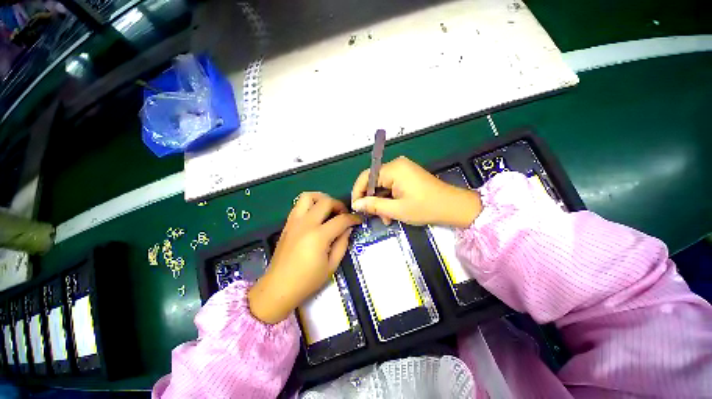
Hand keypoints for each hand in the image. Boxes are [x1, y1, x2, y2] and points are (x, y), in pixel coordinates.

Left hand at [248, 192, 360, 323]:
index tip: (358, 220)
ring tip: (328, 209)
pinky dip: (310, 204)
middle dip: (339, 205)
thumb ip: (342, 244)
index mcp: (319, 236)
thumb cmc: (307, 281)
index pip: (341, 219)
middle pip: (326, 202)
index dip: (353, 218)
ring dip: (322, 199)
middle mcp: (306, 224)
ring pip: (308, 196)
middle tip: (343, 215)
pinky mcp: (287, 224)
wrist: (278, 288)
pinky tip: (315, 216)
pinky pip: (299, 205)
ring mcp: (294, 222)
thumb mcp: (331, 265)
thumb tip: (348, 229)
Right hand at [351, 156, 481, 227]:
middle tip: (373, 216)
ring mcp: (403, 170)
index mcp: (394, 169)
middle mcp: (397, 165)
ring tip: (386, 219)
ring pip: (382, 186)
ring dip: (381, 202)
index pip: (366, 177)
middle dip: (372, 200)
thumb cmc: (426, 208)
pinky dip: (389, 199)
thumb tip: (356, 204)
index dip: (358, 192)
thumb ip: (374, 205)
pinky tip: (392, 213)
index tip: (356, 207)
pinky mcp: (408, 176)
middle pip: (374, 181)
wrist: (454, 207)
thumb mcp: (397, 209)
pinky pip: (391, 187)